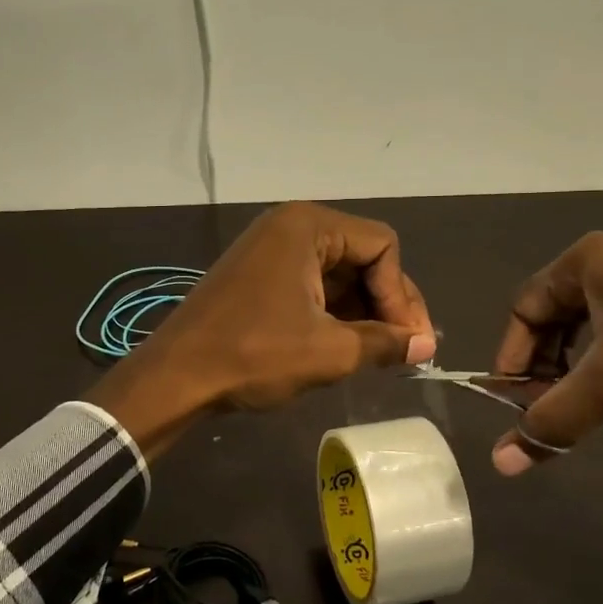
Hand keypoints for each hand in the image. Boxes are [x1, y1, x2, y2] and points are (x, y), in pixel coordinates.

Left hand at [88, 203, 436, 454]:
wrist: (176, 377)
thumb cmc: (254, 354)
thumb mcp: (329, 351)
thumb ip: (385, 343)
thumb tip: (427, 346)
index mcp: (309, 226)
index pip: (382, 247)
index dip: (402, 295)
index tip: (410, 342)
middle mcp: (291, 226)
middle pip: (362, 256)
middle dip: (385, 304)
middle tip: (403, 351)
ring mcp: (271, 250)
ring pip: (339, 274)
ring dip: (362, 312)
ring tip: (376, 355)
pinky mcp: (259, 275)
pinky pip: (312, 285)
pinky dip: (333, 313)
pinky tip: (344, 346)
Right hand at [490, 233, 602, 473]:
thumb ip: (551, 421)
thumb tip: (500, 465)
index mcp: (585, 260)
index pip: (523, 309)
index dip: (511, 358)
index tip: (511, 403)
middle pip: (550, 317)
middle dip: (543, 366)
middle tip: (543, 409)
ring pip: (583, 325)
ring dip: (572, 367)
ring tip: (577, 404)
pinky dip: (602, 360)